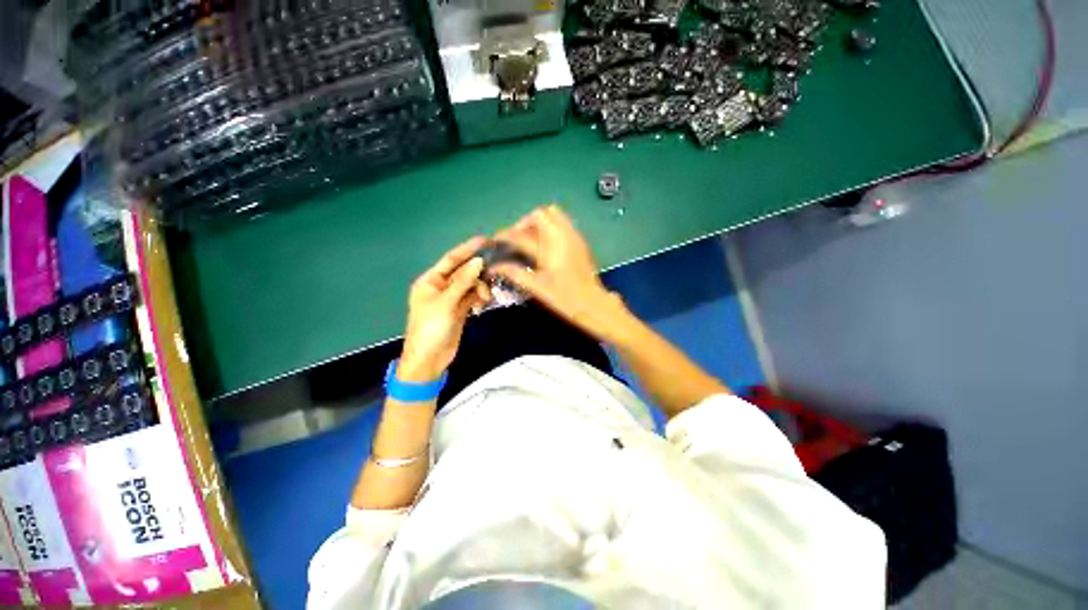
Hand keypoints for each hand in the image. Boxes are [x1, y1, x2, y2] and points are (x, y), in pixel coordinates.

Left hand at [400, 236, 490, 381]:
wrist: (429, 359)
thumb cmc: (431, 328)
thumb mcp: (446, 303)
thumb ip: (463, 281)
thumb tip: (479, 261)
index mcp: (430, 281)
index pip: (451, 260)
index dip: (467, 249)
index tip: (485, 240)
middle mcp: (441, 287)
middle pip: (463, 272)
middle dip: (477, 273)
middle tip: (494, 274)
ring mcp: (451, 299)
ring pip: (470, 285)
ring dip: (480, 288)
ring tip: (485, 298)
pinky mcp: (459, 310)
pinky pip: (472, 297)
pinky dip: (479, 298)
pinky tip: (483, 304)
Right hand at [493, 205, 628, 340]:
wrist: (593, 303)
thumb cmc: (564, 298)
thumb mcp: (537, 288)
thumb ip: (515, 274)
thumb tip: (494, 267)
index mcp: (549, 247)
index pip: (521, 235)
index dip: (505, 235)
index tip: (496, 240)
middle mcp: (562, 236)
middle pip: (540, 214)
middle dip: (524, 223)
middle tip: (516, 239)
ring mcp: (573, 237)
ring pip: (554, 214)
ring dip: (539, 223)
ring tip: (531, 239)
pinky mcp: (580, 242)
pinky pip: (564, 223)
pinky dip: (551, 227)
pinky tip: (546, 245)